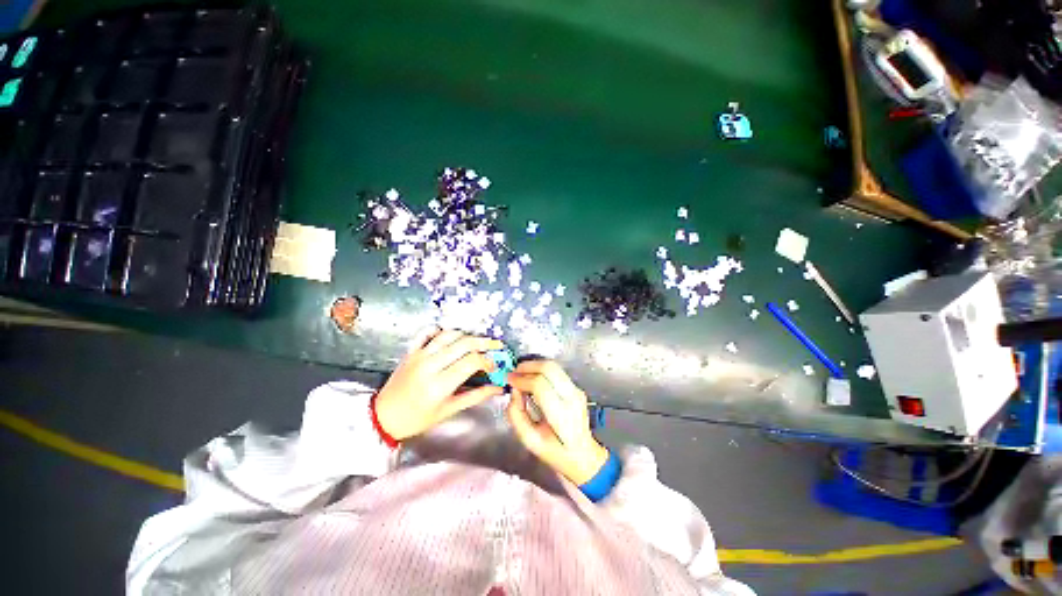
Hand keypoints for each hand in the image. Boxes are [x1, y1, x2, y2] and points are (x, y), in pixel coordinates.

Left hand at [375, 329, 504, 440]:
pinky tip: (452, 335)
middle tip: (496, 345)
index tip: (493, 366)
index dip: (487, 361)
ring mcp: (419, 355)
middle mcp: (430, 365)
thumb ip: (475, 396)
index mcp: (440, 384)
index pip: (471, 361)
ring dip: (467, 335)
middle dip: (484, 342)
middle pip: (463, 343)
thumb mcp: (448, 410)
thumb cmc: (418, 418)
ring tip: (478, 341)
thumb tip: (498, 388)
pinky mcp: (411, 351)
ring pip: (449, 334)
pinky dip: (442, 330)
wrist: (384, 416)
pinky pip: (428, 332)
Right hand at [506, 360, 608, 484]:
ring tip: (520, 374)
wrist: (583, 455)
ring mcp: (576, 391)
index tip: (509, 380)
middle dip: (528, 366)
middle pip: (550, 369)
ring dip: (534, 366)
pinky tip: (531, 379)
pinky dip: (541, 371)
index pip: (540, 386)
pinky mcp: (576, 387)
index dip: (522, 380)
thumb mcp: (530, 441)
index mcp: (562, 416)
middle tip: (514, 372)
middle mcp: (572, 398)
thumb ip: (517, 416)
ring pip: (554, 366)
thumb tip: (514, 392)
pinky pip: (557, 372)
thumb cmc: (556, 452)